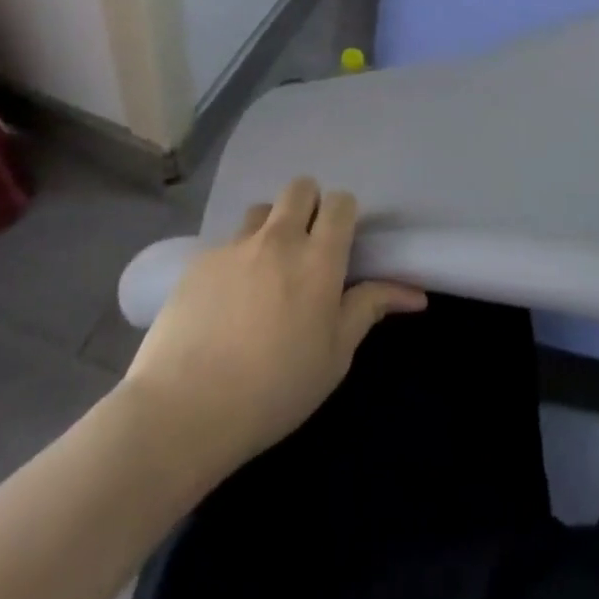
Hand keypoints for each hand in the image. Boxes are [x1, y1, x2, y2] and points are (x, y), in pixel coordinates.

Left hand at [121, 178, 426, 481]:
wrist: (183, 410)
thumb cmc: (273, 390)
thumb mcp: (334, 357)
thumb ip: (369, 309)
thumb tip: (414, 293)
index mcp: (318, 258)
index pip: (340, 201)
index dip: (343, 215)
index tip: (340, 245)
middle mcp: (278, 239)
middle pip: (300, 187)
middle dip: (309, 206)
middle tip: (306, 249)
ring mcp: (234, 246)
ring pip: (262, 210)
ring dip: (272, 228)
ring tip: (265, 271)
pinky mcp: (198, 261)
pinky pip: (227, 243)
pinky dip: (236, 259)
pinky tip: (226, 301)